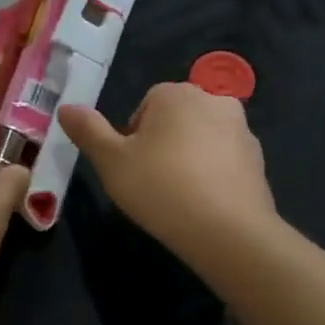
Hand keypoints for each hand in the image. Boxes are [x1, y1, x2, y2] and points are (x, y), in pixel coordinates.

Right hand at [58, 82, 278, 261]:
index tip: (130, 168)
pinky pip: (225, 161)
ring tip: (177, 196)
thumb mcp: (111, 162)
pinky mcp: (258, 160)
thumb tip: (66, 107)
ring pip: (202, 139)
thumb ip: (88, 131)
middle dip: (162, 144)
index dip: (132, 137)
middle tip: (150, 183)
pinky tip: (203, 204)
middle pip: (176, 119)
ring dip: (188, 159)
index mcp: (177, 94)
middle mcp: (214, 101)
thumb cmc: (160, 188)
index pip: (146, 105)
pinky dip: (213, 175)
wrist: (227, 231)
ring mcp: (242, 130)